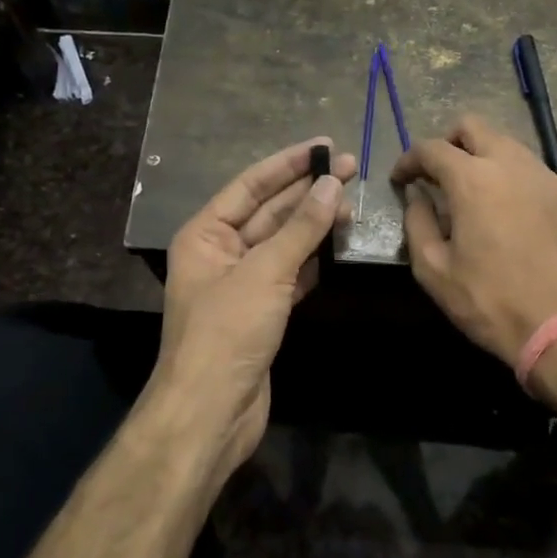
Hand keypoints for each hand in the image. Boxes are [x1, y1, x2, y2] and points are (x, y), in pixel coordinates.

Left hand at [140, 138, 354, 485]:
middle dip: (307, 190)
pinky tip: (337, 243)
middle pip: (269, 211)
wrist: (212, 412)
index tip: (324, 145)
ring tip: (351, 202)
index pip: (250, 185)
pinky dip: (313, 258)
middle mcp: (220, 252)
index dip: (287, 164)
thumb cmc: (228, 332)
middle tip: (351, 168)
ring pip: (283, 241)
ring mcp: (242, 283)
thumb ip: (301, 227)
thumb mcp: (265, 272)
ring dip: (314, 223)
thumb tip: (332, 183)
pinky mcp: (261, 310)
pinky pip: (290, 272)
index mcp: (205, 234)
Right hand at [392, 116, 556, 380]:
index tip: (400, 180)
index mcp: (473, 179)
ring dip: (479, 154)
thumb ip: (418, 224)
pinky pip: (527, 166)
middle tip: (434, 174)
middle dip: (447, 142)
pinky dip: (505, 172)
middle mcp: (510, 164)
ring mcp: (543, 177)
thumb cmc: (491, 301)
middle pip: (473, 127)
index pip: (432, 148)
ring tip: (467, 191)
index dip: (409, 160)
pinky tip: (500, 207)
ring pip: (504, 143)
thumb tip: (417, 197)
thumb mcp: (435, 271)